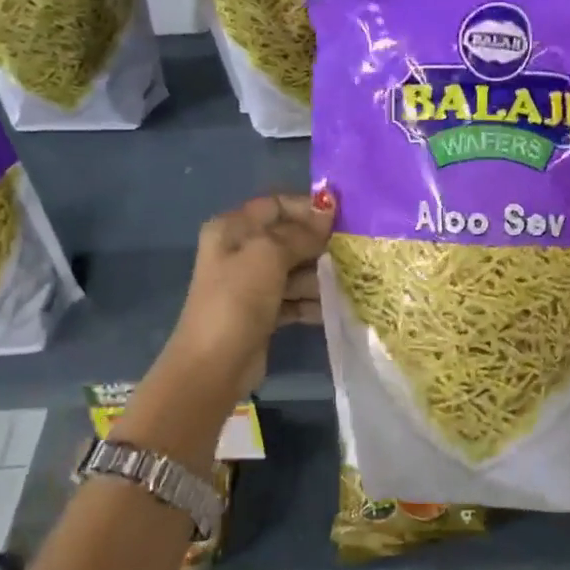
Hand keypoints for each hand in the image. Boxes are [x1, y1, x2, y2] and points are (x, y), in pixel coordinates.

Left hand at [160, 192, 334, 403]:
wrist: (215, 364)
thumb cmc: (238, 299)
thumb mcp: (268, 256)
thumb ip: (300, 233)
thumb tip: (327, 211)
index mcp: (232, 229)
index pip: (275, 205)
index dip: (307, 208)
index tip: (342, 217)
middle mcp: (240, 251)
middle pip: (288, 237)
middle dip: (319, 243)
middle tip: (354, 250)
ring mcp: (251, 284)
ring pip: (294, 269)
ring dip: (320, 275)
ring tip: (351, 280)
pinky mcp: (263, 312)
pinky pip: (294, 298)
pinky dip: (312, 301)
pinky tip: (337, 306)